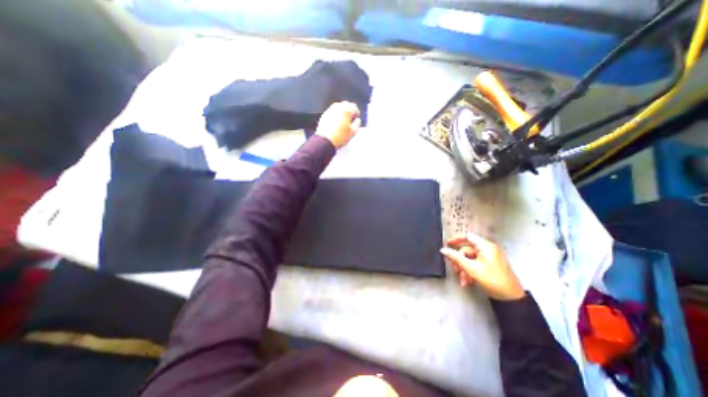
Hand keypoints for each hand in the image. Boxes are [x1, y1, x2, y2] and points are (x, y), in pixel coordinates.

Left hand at [315, 100, 359, 148]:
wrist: (325, 141)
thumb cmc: (340, 137)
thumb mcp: (353, 132)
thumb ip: (357, 124)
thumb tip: (357, 120)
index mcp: (346, 110)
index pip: (354, 107)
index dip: (356, 113)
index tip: (356, 119)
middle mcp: (337, 108)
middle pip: (345, 105)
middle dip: (349, 111)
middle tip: (350, 119)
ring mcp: (329, 111)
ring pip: (338, 107)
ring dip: (342, 112)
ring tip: (343, 121)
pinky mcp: (324, 115)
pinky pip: (332, 112)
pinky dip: (335, 115)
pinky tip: (336, 123)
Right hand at [438, 232, 523, 299]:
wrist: (511, 299)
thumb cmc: (492, 280)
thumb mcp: (471, 269)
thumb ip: (456, 258)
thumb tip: (443, 250)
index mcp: (486, 246)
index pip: (468, 236)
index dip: (456, 239)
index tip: (447, 244)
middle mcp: (488, 249)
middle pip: (467, 250)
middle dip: (460, 261)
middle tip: (455, 269)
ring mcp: (490, 257)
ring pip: (470, 258)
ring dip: (464, 268)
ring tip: (463, 279)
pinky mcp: (491, 265)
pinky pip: (476, 264)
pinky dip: (470, 271)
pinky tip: (467, 281)